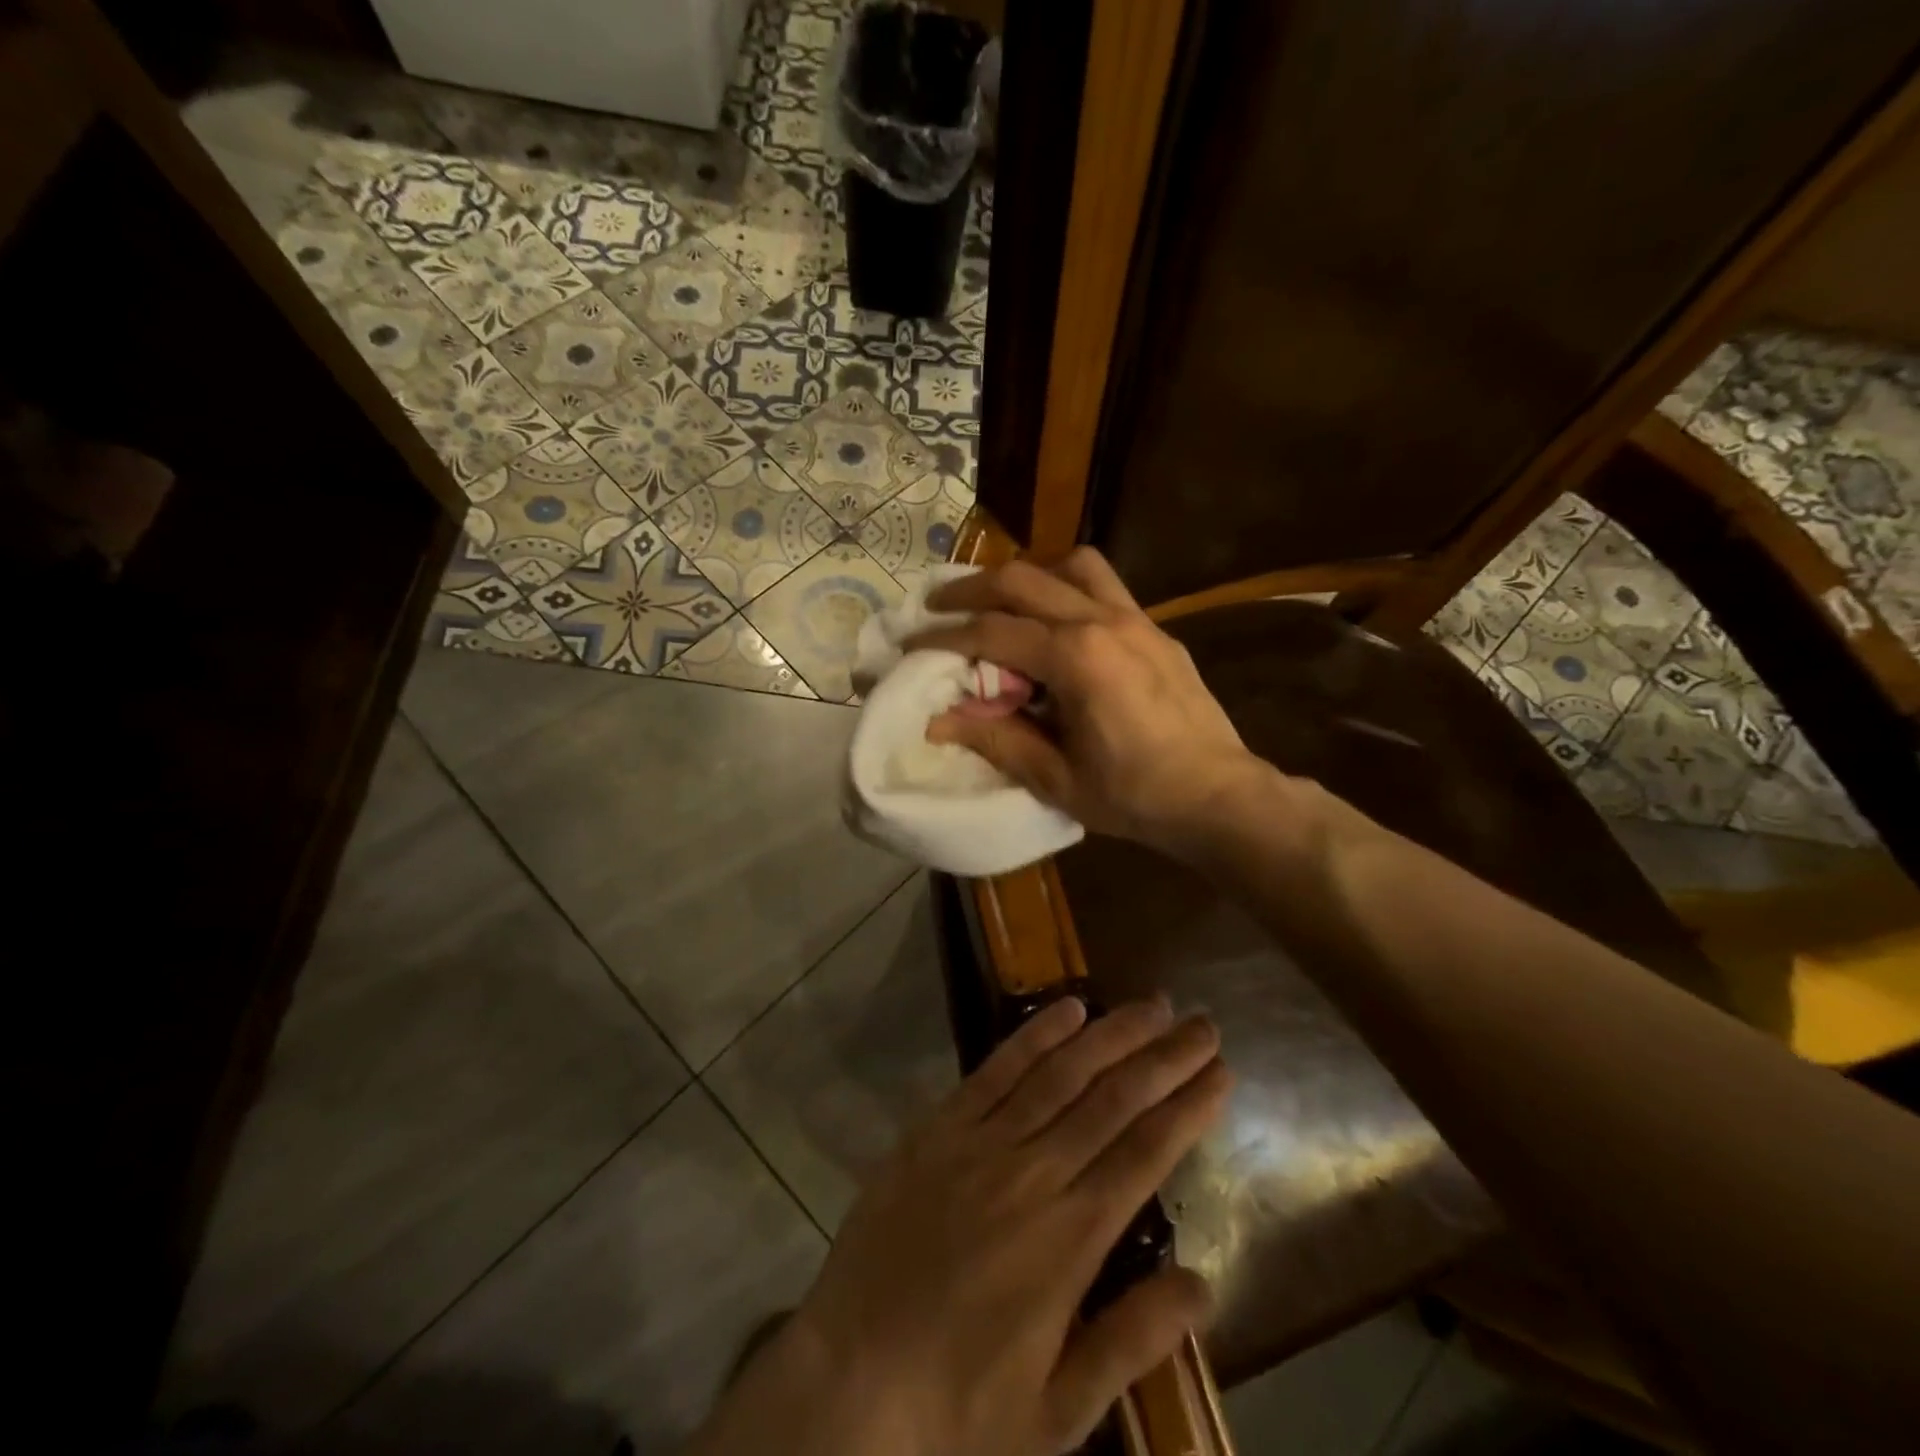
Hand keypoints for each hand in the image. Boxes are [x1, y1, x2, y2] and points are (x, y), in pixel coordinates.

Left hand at [691, 997, 1230, 1455]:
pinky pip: (994, 1071)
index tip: (1220, 1072)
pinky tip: (1066, 1009)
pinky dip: (1034, 1036)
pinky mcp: (937, 1129)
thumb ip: (1132, 1340)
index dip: (1188, 1107)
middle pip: (1113, 1100)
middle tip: (1201, 1023)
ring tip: (1150, 1005)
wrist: (848, 1382)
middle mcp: (1033, 1173)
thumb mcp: (1059, 1411)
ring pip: (1060, 1073)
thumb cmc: (959, 1405)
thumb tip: (1204, 1283)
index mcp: (1071, 1238)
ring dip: (1110, 1034)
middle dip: (1163, 1058)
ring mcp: (981, 1143)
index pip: (1146, 1152)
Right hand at [910, 549, 1270, 854]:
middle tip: (937, 603)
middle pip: (1022, 580)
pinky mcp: (1155, 629)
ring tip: (1004, 602)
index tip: (911, 644)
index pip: (991, 633)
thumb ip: (995, 739)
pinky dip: (1068, 588)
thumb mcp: (1055, 778)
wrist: (1216, 795)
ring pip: (1071, 565)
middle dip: (971, 588)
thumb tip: (938, 721)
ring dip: (1028, 576)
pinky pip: (1104, 586)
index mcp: (1075, 658)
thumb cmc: (1133, 795)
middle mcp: (1102, 621)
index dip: (943, 638)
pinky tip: (1058, 622)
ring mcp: (1135, 619)